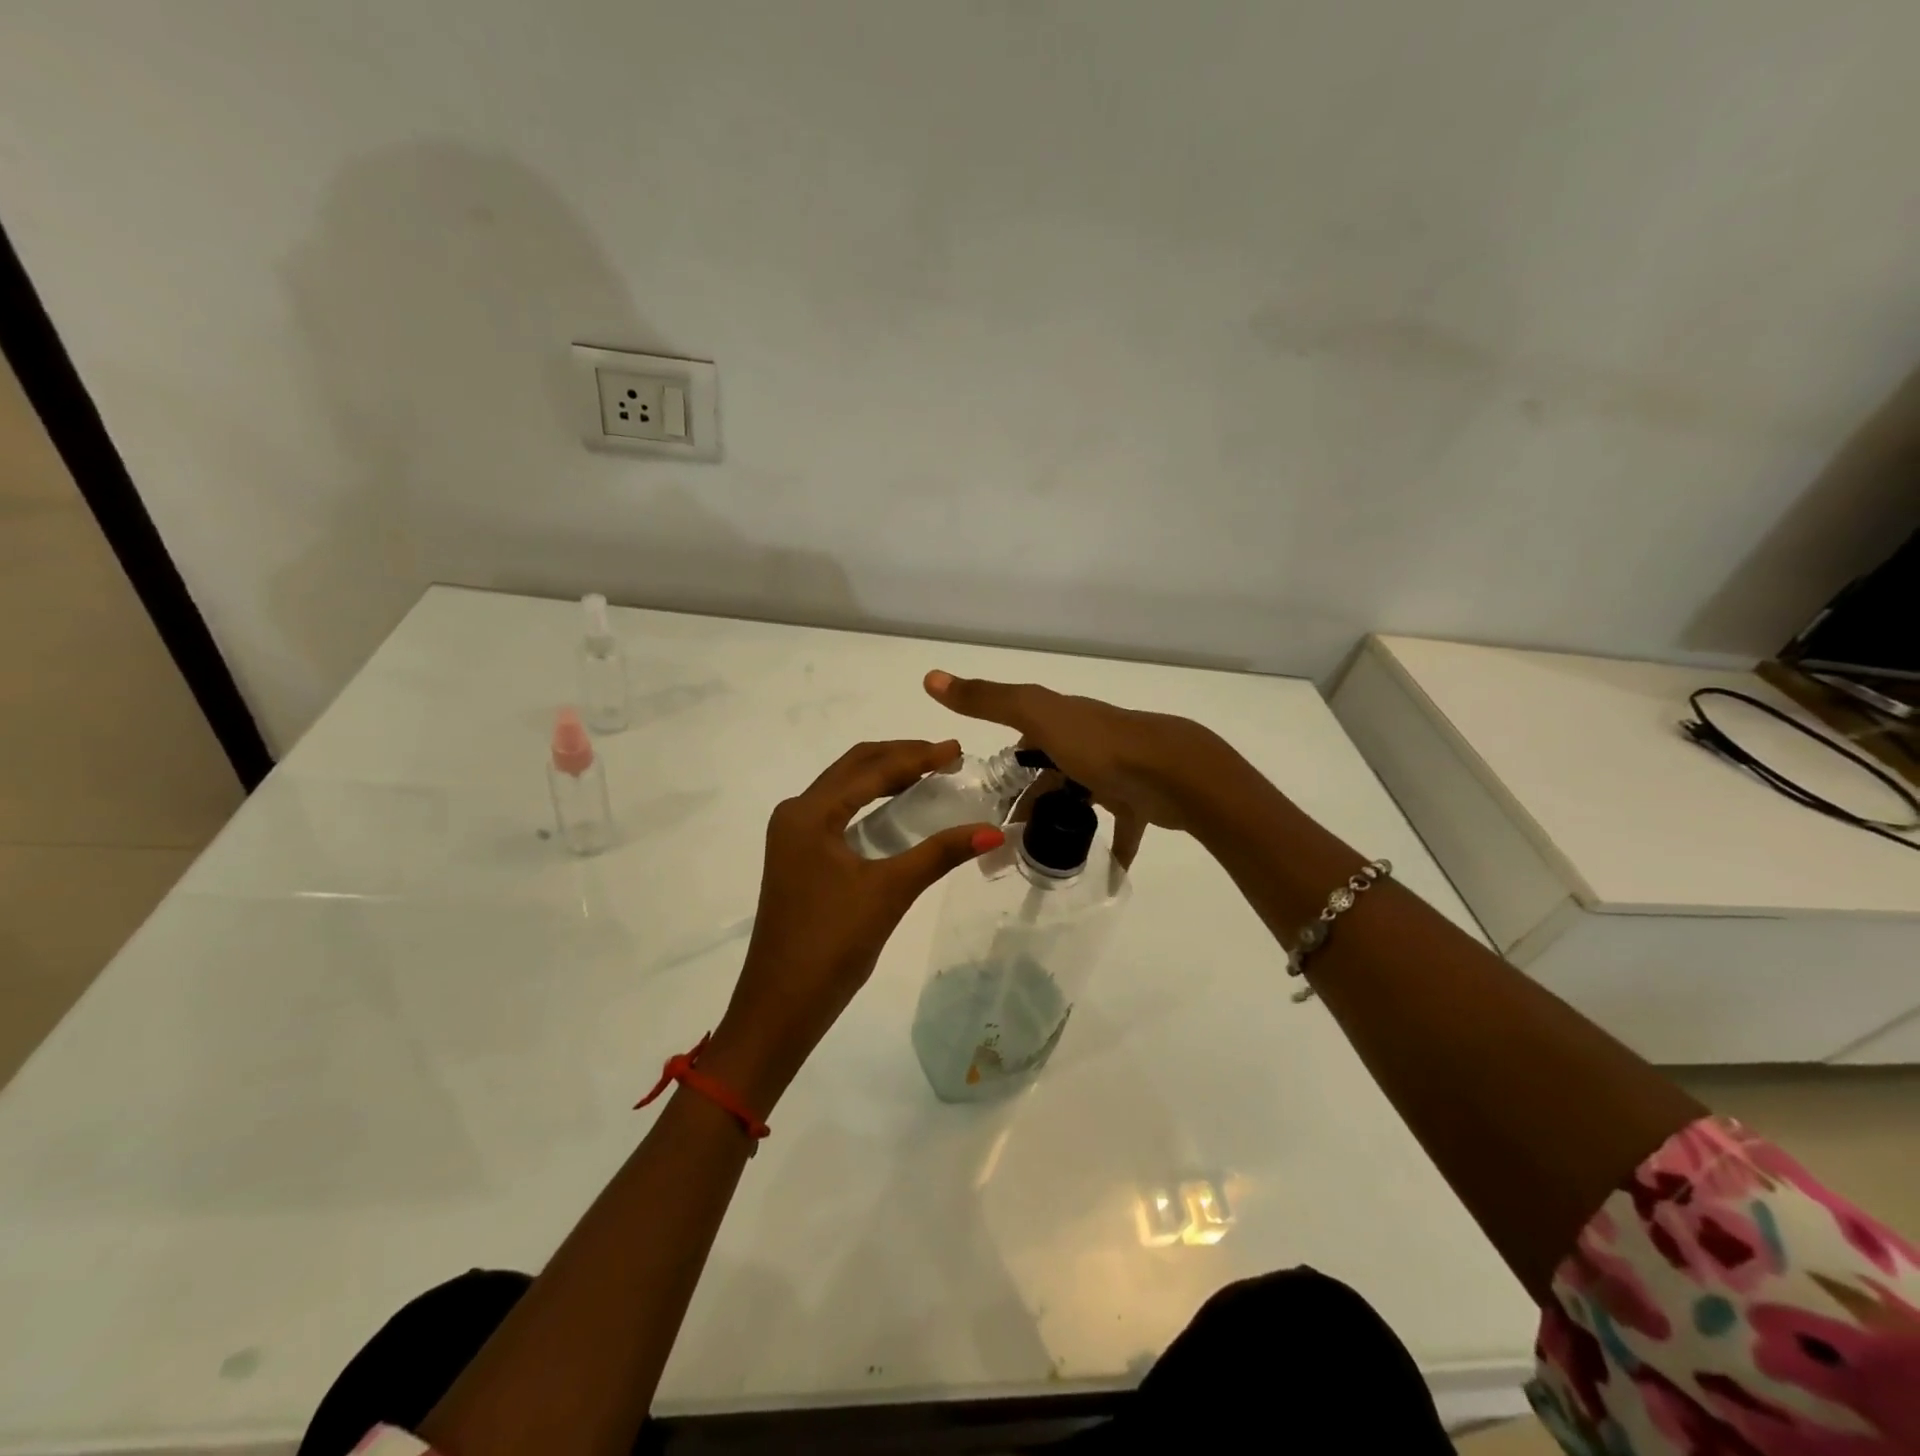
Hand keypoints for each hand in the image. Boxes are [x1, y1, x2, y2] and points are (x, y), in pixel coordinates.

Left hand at [705, 739, 1004, 1111]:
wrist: (780, 1005)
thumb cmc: (832, 943)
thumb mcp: (889, 891)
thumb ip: (940, 854)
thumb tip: (993, 832)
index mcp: (809, 813)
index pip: (871, 769)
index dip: (917, 756)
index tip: (957, 749)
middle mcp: (796, 814)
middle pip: (853, 768)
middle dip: (900, 757)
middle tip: (946, 757)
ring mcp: (793, 836)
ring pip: (844, 789)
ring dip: (884, 777)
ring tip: (929, 774)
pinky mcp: (799, 857)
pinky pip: (839, 813)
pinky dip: (870, 802)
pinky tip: (898, 810)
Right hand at [924, 670, 1234, 864]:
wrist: (1175, 772)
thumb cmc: (1100, 745)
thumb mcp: (1036, 715)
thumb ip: (986, 700)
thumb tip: (929, 677)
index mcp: (1063, 720)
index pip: (1025, 739)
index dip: (1006, 768)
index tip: (986, 802)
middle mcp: (1089, 741)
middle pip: (1050, 773)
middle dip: (1028, 802)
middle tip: (1004, 841)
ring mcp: (1117, 770)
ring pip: (1079, 798)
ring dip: (1059, 821)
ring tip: (1036, 855)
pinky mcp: (1140, 801)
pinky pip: (1120, 827)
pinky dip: (1111, 846)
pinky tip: (1101, 869)